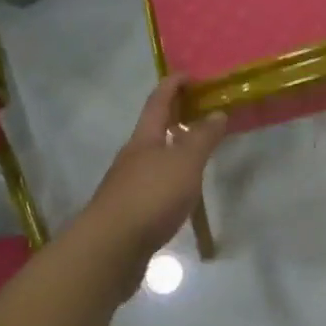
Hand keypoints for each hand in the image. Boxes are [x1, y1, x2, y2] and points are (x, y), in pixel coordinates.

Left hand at [78, 76, 226, 284]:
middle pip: (153, 129)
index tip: (191, 75)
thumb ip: (202, 138)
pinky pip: (154, 185)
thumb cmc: (150, 197)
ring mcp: (128, 185)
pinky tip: (182, 192)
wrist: (109, 250)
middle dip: (174, 117)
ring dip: (173, 150)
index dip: (173, 85)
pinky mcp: (129, 212)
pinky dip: (170, 179)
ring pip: (154, 158)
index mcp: (144, 139)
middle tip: (201, 111)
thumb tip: (217, 113)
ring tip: (198, 153)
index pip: (158, 101)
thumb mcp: (184, 163)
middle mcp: (133, 157)